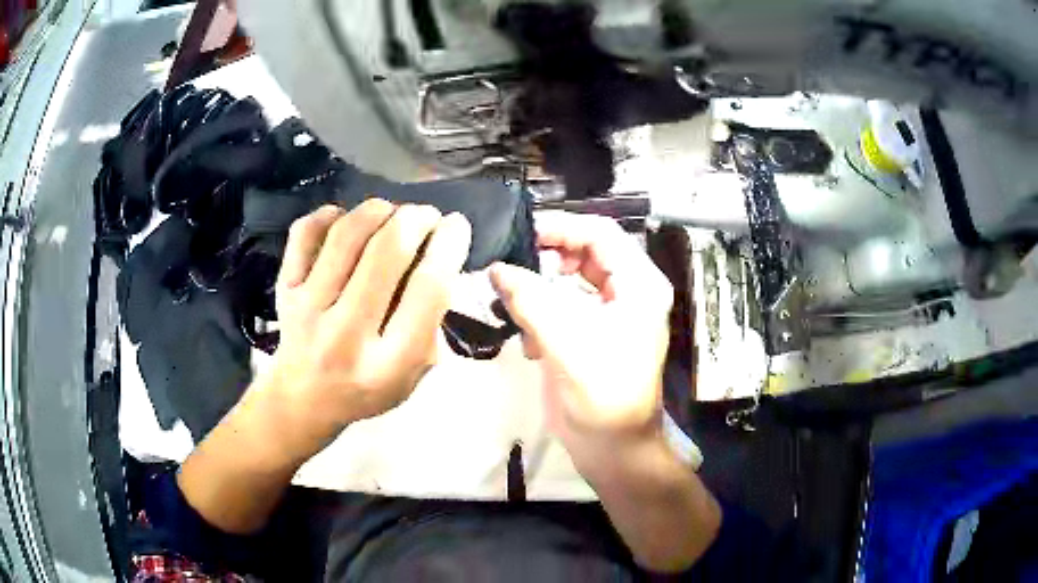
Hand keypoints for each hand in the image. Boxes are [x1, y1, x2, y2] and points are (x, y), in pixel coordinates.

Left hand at [260, 200, 471, 459]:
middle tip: (426, 216)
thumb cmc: (367, 388)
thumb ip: (431, 324)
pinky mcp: (284, 289)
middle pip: (388, 251)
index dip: (449, 245)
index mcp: (389, 363)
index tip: (457, 225)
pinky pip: (306, 233)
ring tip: (391, 214)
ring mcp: (308, 308)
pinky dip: (330, 215)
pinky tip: (345, 221)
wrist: (303, 398)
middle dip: (417, 218)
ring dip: (379, 210)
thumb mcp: (414, 374)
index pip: (427, 288)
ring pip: (347, 233)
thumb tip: (439, 257)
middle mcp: (346, 333)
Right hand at [490, 211, 672, 471]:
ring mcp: (610, 313)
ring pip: (571, 279)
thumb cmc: (602, 393)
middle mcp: (629, 291)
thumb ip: (529, 298)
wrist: (611, 447)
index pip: (600, 234)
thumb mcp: (565, 340)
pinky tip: (528, 337)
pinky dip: (542, 312)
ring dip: (541, 286)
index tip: (521, 234)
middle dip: (548, 256)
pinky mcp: (591, 333)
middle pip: (586, 252)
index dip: (561, 227)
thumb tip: (497, 267)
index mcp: (638, 285)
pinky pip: (564, 305)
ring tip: (514, 299)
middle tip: (511, 264)